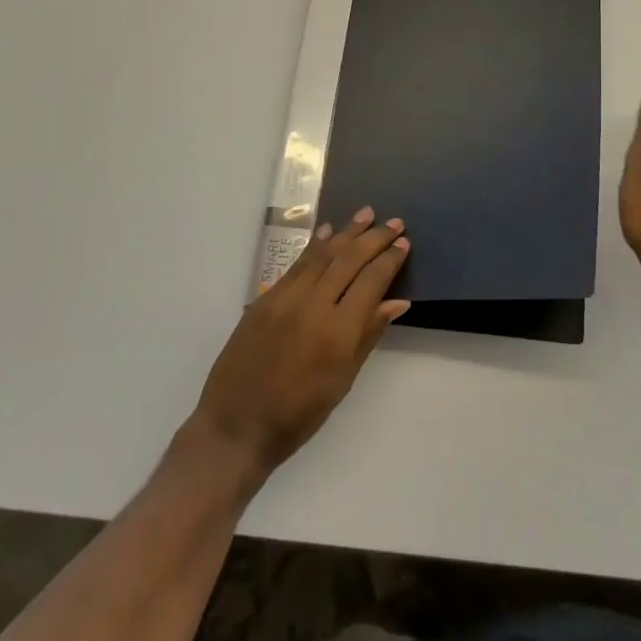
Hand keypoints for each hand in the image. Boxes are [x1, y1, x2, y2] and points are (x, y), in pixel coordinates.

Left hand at [191, 207, 410, 486]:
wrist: (237, 426)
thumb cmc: (299, 415)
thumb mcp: (343, 380)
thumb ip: (368, 334)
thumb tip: (397, 301)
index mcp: (338, 332)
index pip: (371, 282)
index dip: (389, 260)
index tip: (404, 243)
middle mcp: (313, 306)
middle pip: (349, 260)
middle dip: (373, 239)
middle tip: (394, 222)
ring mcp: (285, 299)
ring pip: (322, 255)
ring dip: (346, 232)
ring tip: (366, 214)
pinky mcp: (264, 299)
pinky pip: (296, 265)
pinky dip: (314, 246)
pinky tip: (326, 233)